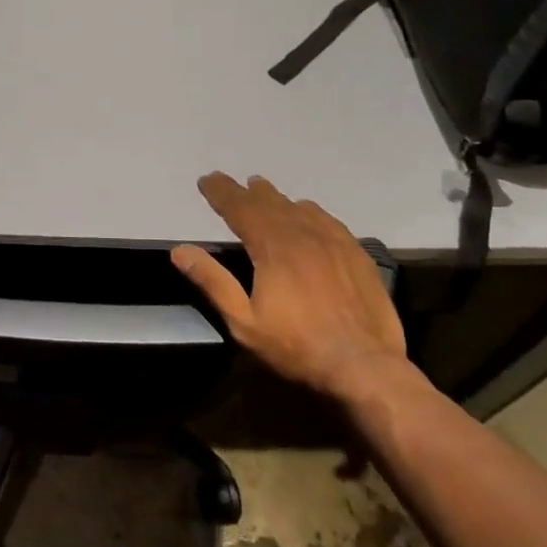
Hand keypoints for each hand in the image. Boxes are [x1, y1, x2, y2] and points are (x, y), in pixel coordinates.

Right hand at [171, 173, 405, 400]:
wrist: (366, 366)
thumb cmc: (297, 347)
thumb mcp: (243, 321)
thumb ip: (213, 282)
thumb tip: (180, 251)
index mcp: (273, 248)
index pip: (240, 209)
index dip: (221, 193)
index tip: (206, 180)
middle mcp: (303, 236)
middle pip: (269, 204)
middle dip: (246, 192)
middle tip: (231, 182)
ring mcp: (334, 243)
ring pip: (300, 209)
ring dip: (277, 199)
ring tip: (264, 191)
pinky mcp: (357, 256)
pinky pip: (329, 221)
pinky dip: (310, 212)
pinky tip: (308, 213)